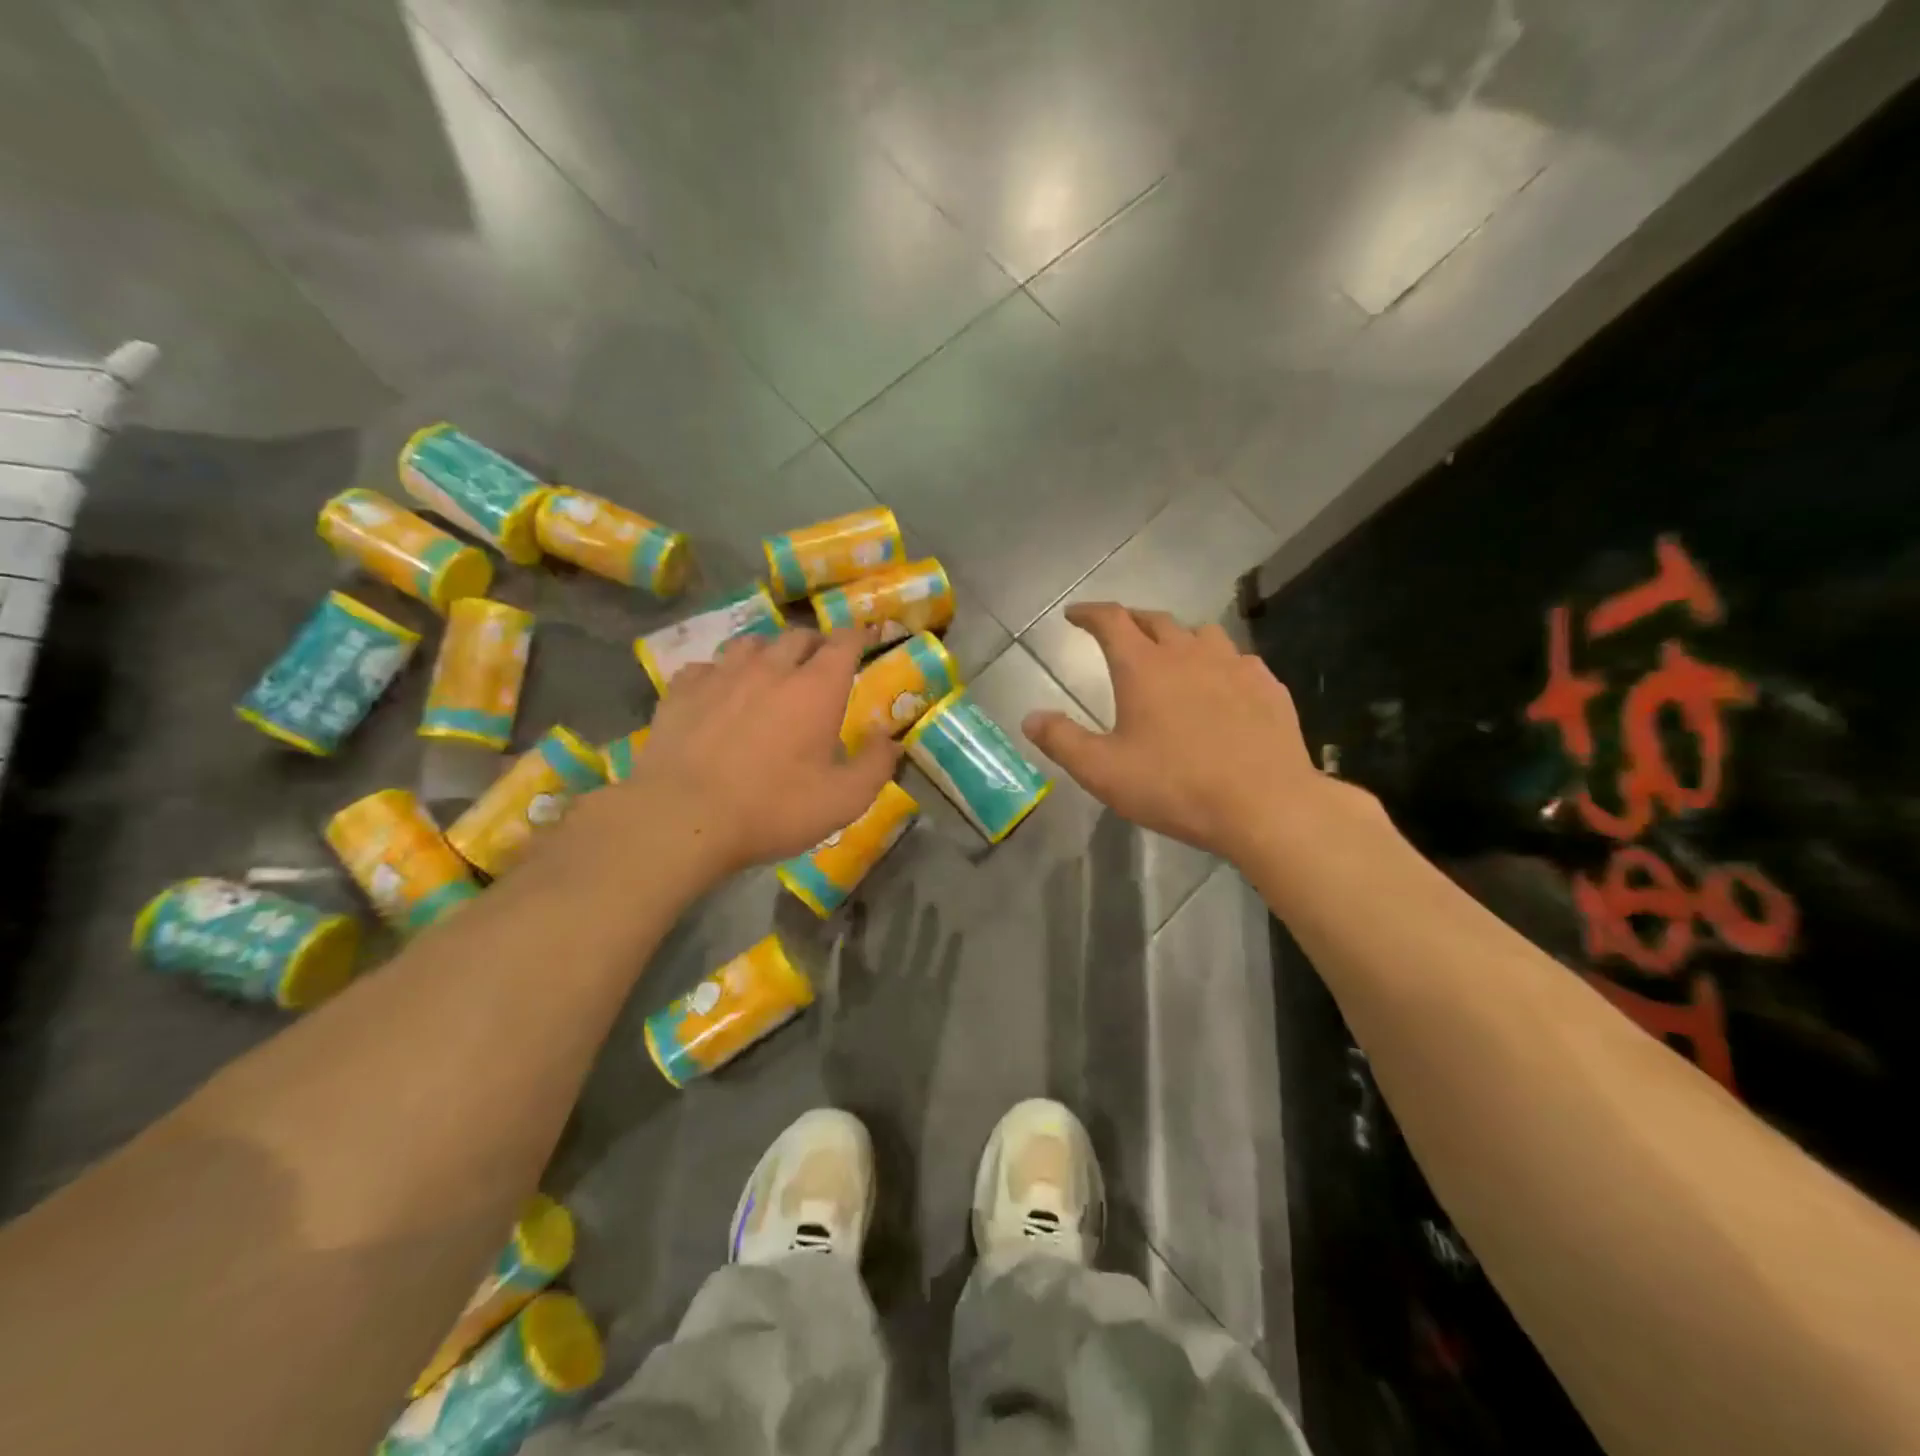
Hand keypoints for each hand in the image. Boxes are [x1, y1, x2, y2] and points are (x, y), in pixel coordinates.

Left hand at [621, 629, 899, 880]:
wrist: (682, 818)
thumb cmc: (773, 809)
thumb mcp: (844, 800)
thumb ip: (876, 765)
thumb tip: (888, 739)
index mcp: (816, 688)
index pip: (844, 642)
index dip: (859, 636)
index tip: (866, 639)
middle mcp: (770, 668)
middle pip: (798, 636)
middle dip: (815, 644)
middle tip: (820, 664)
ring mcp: (721, 675)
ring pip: (750, 644)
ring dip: (768, 652)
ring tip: (769, 672)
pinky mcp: (681, 690)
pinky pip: (707, 666)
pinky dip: (721, 673)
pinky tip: (719, 693)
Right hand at [1022, 602, 1337, 862]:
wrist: (1265, 805)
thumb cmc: (1175, 786)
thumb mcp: (1102, 771)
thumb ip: (1061, 741)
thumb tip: (1030, 718)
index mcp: (1143, 667)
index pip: (1110, 620)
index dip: (1089, 613)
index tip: (1074, 615)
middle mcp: (1188, 653)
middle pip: (1155, 620)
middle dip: (1131, 621)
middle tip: (1118, 633)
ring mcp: (1233, 666)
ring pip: (1200, 634)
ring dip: (1178, 637)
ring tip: (1171, 655)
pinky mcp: (1266, 686)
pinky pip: (1237, 660)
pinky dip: (1218, 664)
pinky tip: (1221, 685)